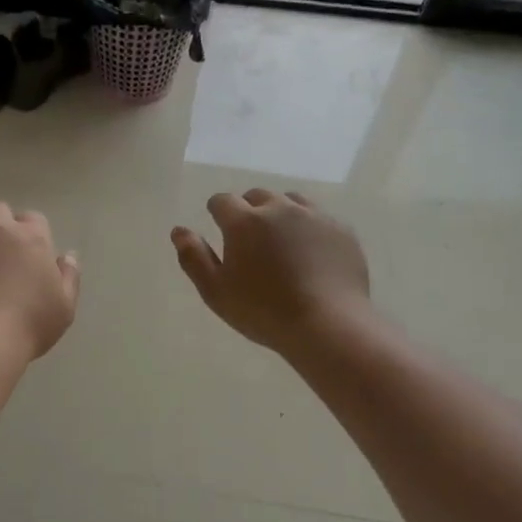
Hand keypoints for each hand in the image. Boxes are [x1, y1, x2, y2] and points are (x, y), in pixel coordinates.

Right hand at [172, 189, 371, 355]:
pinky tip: (310, 252)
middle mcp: (279, 209)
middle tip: (250, 240)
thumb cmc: (262, 311)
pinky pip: (320, 217)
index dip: (217, 212)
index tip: (220, 228)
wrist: (327, 324)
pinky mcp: (342, 230)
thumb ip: (194, 257)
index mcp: (244, 222)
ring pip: (291, 201)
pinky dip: (309, 227)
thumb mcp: (216, 291)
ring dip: (280, 213)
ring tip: (281, 241)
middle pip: (257, 196)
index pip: (222, 201)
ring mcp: (315, 216)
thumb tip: (179, 230)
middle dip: (249, 210)